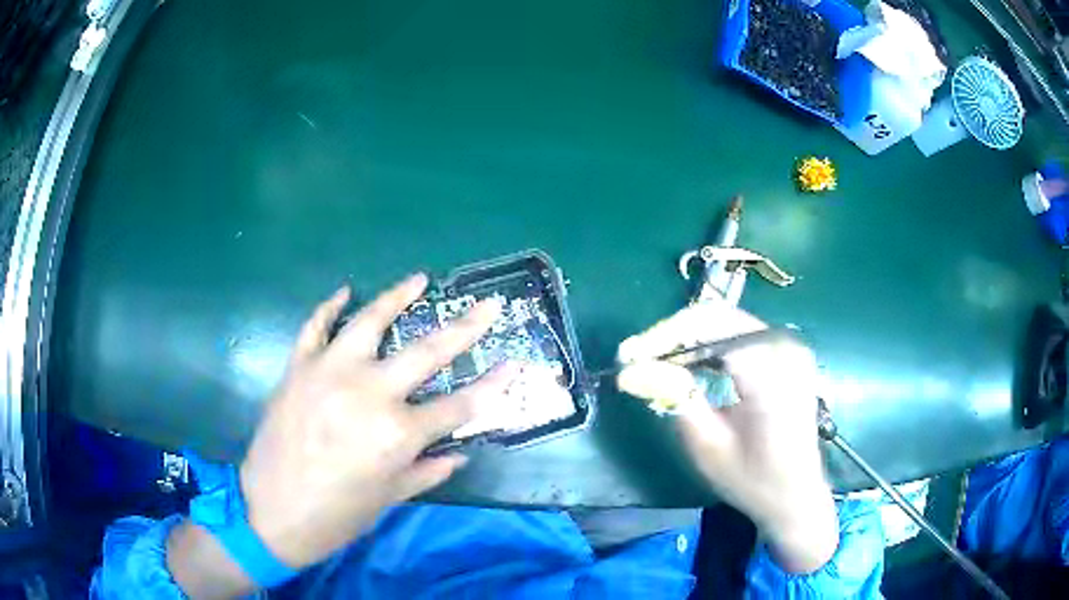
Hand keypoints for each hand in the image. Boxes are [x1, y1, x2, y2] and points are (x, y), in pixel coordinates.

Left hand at [238, 274, 512, 568]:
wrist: (271, 513)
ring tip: (418, 279)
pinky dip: (329, 307)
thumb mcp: (390, 498)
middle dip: (466, 327)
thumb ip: (428, 470)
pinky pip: (315, 327)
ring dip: (397, 296)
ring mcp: (329, 373)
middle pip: (427, 352)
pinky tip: (344, 292)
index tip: (513, 366)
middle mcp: (369, 394)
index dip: (491, 388)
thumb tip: (460, 451)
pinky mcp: (298, 368)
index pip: (458, 406)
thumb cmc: (337, 516)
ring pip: (369, 321)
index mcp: (397, 434)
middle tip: (488, 306)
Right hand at [616, 301, 837, 572]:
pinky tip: (690, 365)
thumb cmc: (753, 480)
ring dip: (687, 339)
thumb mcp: (707, 446)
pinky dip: (709, 345)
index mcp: (770, 369)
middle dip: (671, 335)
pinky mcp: (787, 352)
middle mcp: (784, 346)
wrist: (797, 493)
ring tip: (656, 363)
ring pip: (726, 321)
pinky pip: (740, 333)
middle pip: (717, 317)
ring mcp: (789, 346)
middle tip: (637, 360)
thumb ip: (674, 398)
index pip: (708, 326)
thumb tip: (630, 368)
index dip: (662, 336)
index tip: (627, 357)